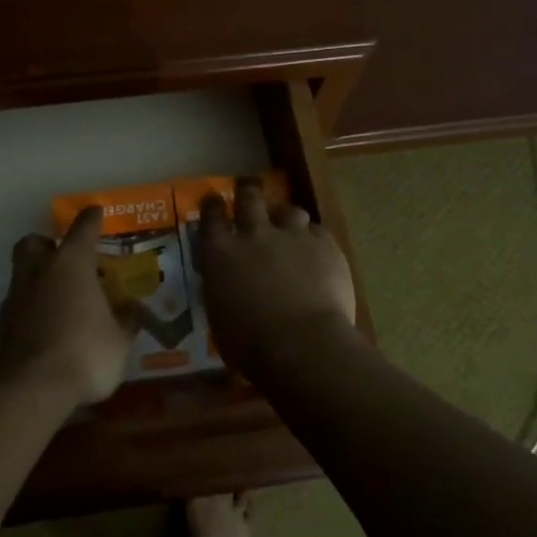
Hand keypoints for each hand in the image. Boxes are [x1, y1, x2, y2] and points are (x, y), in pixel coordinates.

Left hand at [0, 208, 134, 409]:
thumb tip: (131, 313)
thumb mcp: (118, 341)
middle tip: (65, 259)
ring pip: (23, 275)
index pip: (82, 229)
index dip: (91, 219)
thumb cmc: (83, 353)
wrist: (27, 390)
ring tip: (62, 302)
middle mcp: (39, 272)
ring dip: (39, 281)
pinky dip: (32, 312)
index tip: (96, 212)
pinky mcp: (1, 327)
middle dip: (47, 245)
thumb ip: (124, 323)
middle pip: (34, 243)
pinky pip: (19, 307)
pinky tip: (48, 331)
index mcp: (71, 264)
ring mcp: (15, 299)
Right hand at [198, 180, 357, 379]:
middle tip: (249, 190)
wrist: (303, 345)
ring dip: (288, 218)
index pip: (211, 215)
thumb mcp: (220, 316)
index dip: (213, 205)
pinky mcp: (325, 245)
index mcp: (222, 253)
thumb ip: (222, 289)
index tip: (214, 201)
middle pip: (249, 197)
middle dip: (248, 191)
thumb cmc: (250, 345)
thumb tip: (226, 285)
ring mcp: (292, 236)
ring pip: (289, 210)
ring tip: (291, 228)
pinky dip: (315, 239)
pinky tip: (319, 252)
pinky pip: (319, 231)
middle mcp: (254, 234)